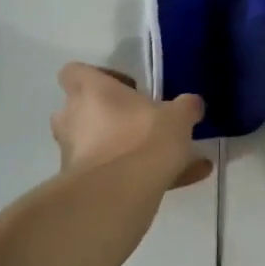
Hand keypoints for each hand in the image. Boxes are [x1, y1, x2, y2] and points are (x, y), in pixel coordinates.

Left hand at [51, 63, 211, 190]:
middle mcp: (73, 118)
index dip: (97, 77)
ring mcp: (72, 153)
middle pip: (79, 110)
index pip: (74, 71)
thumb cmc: (143, 138)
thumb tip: (192, 104)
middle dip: (105, 117)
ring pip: (96, 146)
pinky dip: (136, 178)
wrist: (118, 194)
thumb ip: (185, 107)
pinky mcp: (79, 185)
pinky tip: (177, 184)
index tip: (127, 88)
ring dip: (121, 150)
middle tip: (137, 123)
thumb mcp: (177, 117)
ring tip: (166, 160)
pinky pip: (110, 175)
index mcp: (91, 91)